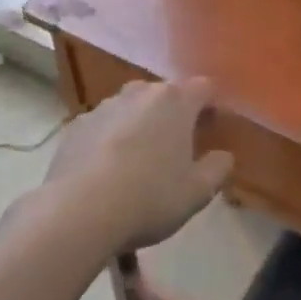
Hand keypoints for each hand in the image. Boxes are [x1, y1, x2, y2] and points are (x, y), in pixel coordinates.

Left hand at [46, 78, 233, 251]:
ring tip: (138, 162)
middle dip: (174, 114)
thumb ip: (218, 169)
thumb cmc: (149, 197)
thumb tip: (223, 156)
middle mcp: (141, 92)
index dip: (211, 105)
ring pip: (132, 108)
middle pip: (166, 94)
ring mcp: (105, 106)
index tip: (211, 129)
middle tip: (176, 148)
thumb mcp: (197, 192)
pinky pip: (103, 126)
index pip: (204, 87)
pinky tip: (105, 171)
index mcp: (175, 101)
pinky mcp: (77, 125)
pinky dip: (109, 139)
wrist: (77, 211)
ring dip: (140, 125)